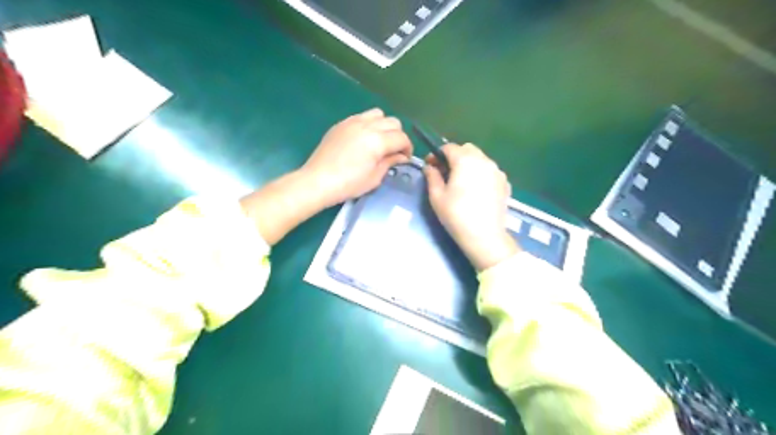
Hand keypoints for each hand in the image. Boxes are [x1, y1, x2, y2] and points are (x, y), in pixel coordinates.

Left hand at [242, 108, 411, 244]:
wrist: (318, 181)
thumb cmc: (348, 184)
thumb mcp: (374, 178)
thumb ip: (390, 162)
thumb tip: (401, 156)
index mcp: (377, 141)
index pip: (401, 137)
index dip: (408, 148)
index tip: (405, 158)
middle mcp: (367, 126)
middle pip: (393, 122)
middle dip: (398, 136)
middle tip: (394, 151)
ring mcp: (352, 122)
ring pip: (378, 114)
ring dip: (384, 126)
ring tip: (380, 141)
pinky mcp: (341, 123)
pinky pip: (362, 116)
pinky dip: (369, 124)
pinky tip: (364, 139)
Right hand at [424, 143, 519, 272]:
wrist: (485, 236)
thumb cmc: (456, 215)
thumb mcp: (437, 196)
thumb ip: (432, 177)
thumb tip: (429, 167)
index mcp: (465, 160)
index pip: (449, 148)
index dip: (437, 155)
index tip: (431, 166)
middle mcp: (483, 160)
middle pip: (467, 149)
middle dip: (454, 156)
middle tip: (445, 173)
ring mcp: (497, 171)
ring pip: (480, 159)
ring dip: (469, 164)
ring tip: (461, 181)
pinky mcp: (505, 183)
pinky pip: (490, 171)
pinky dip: (481, 174)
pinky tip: (476, 190)